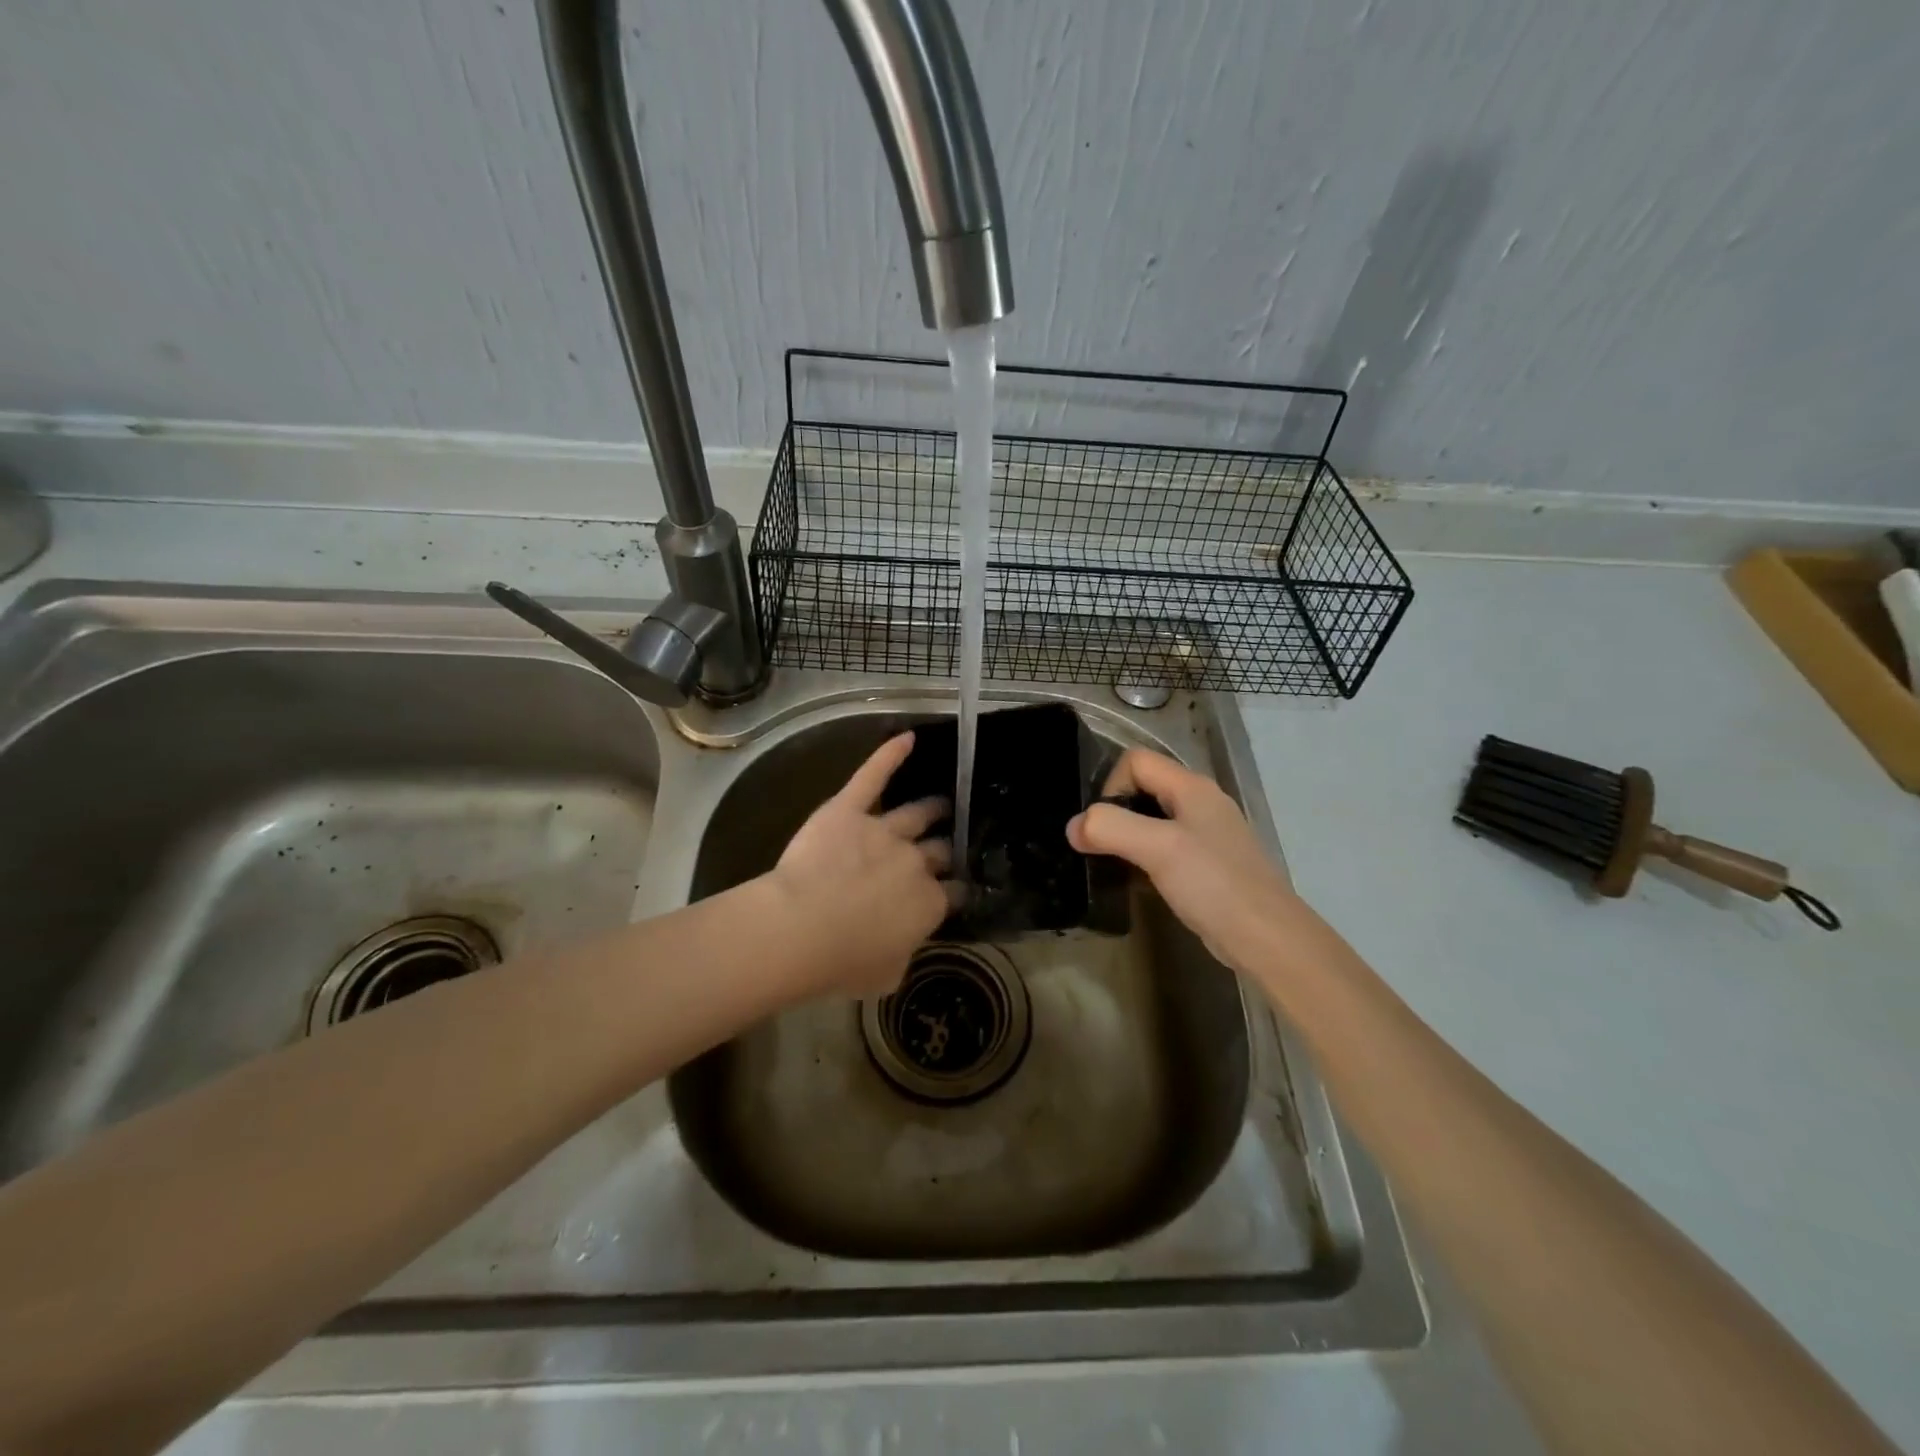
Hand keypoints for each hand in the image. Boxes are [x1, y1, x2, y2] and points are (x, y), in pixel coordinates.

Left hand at [766, 732, 954, 998]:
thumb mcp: (886, 975)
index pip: (952, 894)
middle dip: (945, 850)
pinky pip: (873, 776)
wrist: (802, 927)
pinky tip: (906, 737)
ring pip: (917, 813)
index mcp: (927, 904)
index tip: (953, 892)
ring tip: (943, 803)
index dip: (953, 892)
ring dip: (933, 808)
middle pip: (939, 851)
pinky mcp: (850, 808)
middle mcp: (915, 862)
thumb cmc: (842, 961)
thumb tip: (905, 943)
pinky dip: (890, 755)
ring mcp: (884, 830)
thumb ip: (903, 953)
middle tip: (947, 847)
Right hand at [1067, 748, 1311, 977]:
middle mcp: (1201, 803)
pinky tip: (1140, 884)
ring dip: (1128, 837)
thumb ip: (1110, 828)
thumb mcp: (1157, 849)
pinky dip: (1145, 859)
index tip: (1102, 824)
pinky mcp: (1208, 865)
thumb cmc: (1214, 884)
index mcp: (1192, 788)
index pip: (1136, 761)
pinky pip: (1165, 848)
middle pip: (1144, 788)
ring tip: (1115, 866)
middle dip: (1115, 812)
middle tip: (1101, 847)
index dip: (1111, 785)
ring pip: (1153, 820)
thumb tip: (1073, 828)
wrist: (1268, 939)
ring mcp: (1207, 835)